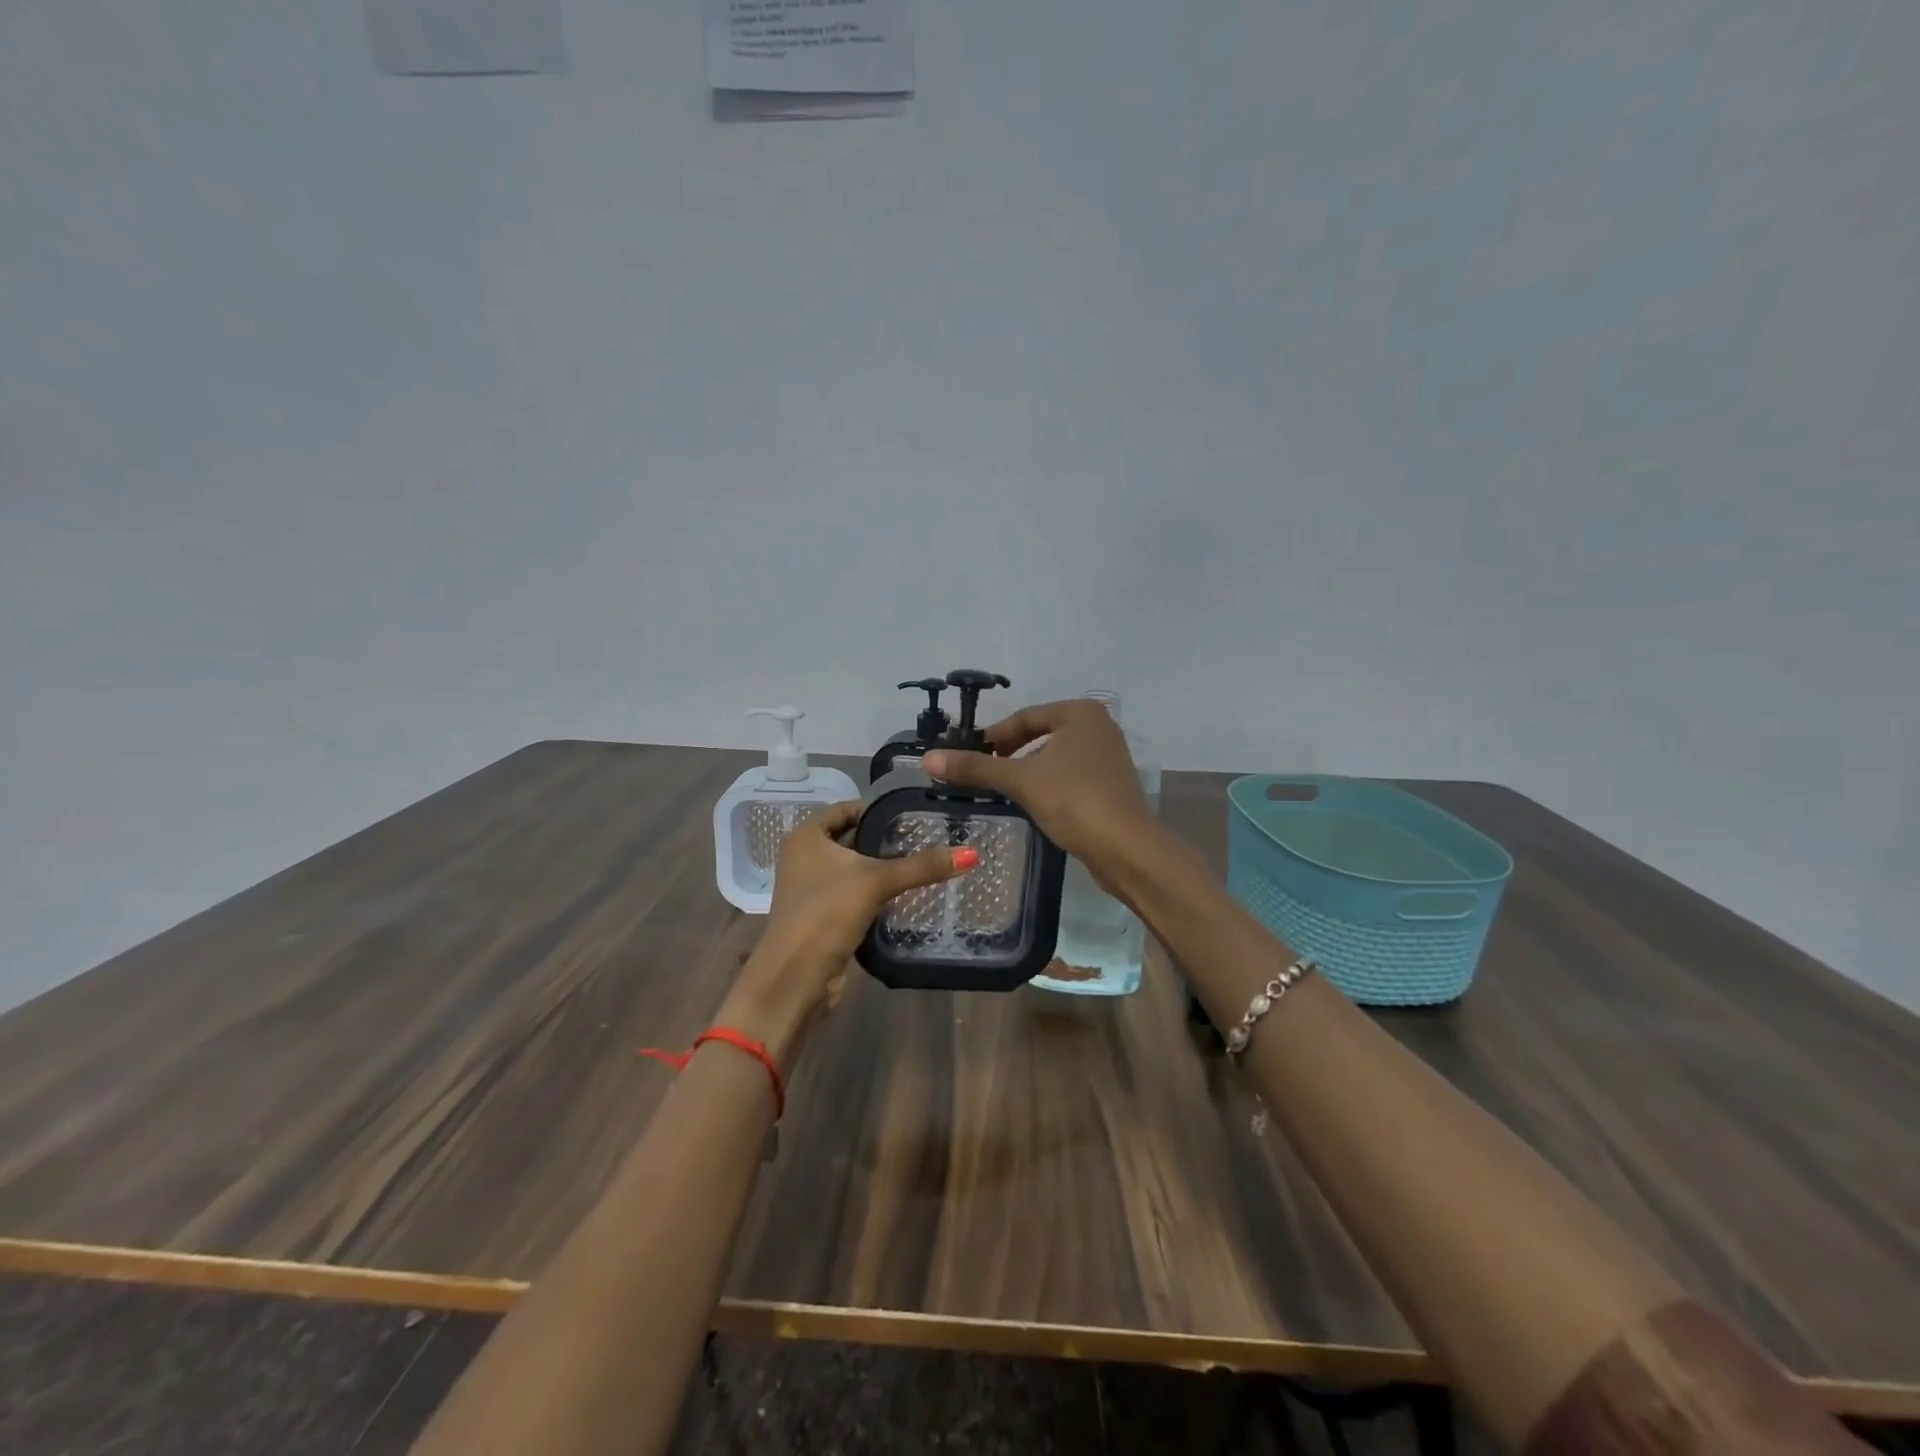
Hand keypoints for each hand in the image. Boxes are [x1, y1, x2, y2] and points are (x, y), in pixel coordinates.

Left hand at [722, 801, 976, 1061]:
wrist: (796, 977)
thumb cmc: (827, 913)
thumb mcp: (877, 882)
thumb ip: (922, 866)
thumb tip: (971, 854)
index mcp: (806, 836)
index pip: (846, 808)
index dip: (878, 809)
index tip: (914, 813)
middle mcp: (804, 856)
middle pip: (851, 837)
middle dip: (884, 839)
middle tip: (925, 837)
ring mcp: (811, 887)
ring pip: (853, 867)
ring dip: (881, 867)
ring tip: (922, 862)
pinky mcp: (821, 914)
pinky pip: (853, 892)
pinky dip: (874, 891)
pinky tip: (904, 892)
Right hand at [921, 699, 1158, 879]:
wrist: (1126, 848)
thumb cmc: (1074, 800)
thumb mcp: (1020, 781)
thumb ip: (976, 768)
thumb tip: (927, 759)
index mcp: (1079, 712)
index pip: (1025, 717)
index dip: (994, 736)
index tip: (969, 756)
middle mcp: (1098, 726)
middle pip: (1040, 734)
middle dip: (1010, 753)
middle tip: (983, 773)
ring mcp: (1109, 755)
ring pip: (1055, 755)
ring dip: (1028, 769)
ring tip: (1003, 789)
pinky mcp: (1112, 783)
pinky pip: (1071, 773)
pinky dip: (1049, 783)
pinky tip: (1034, 803)